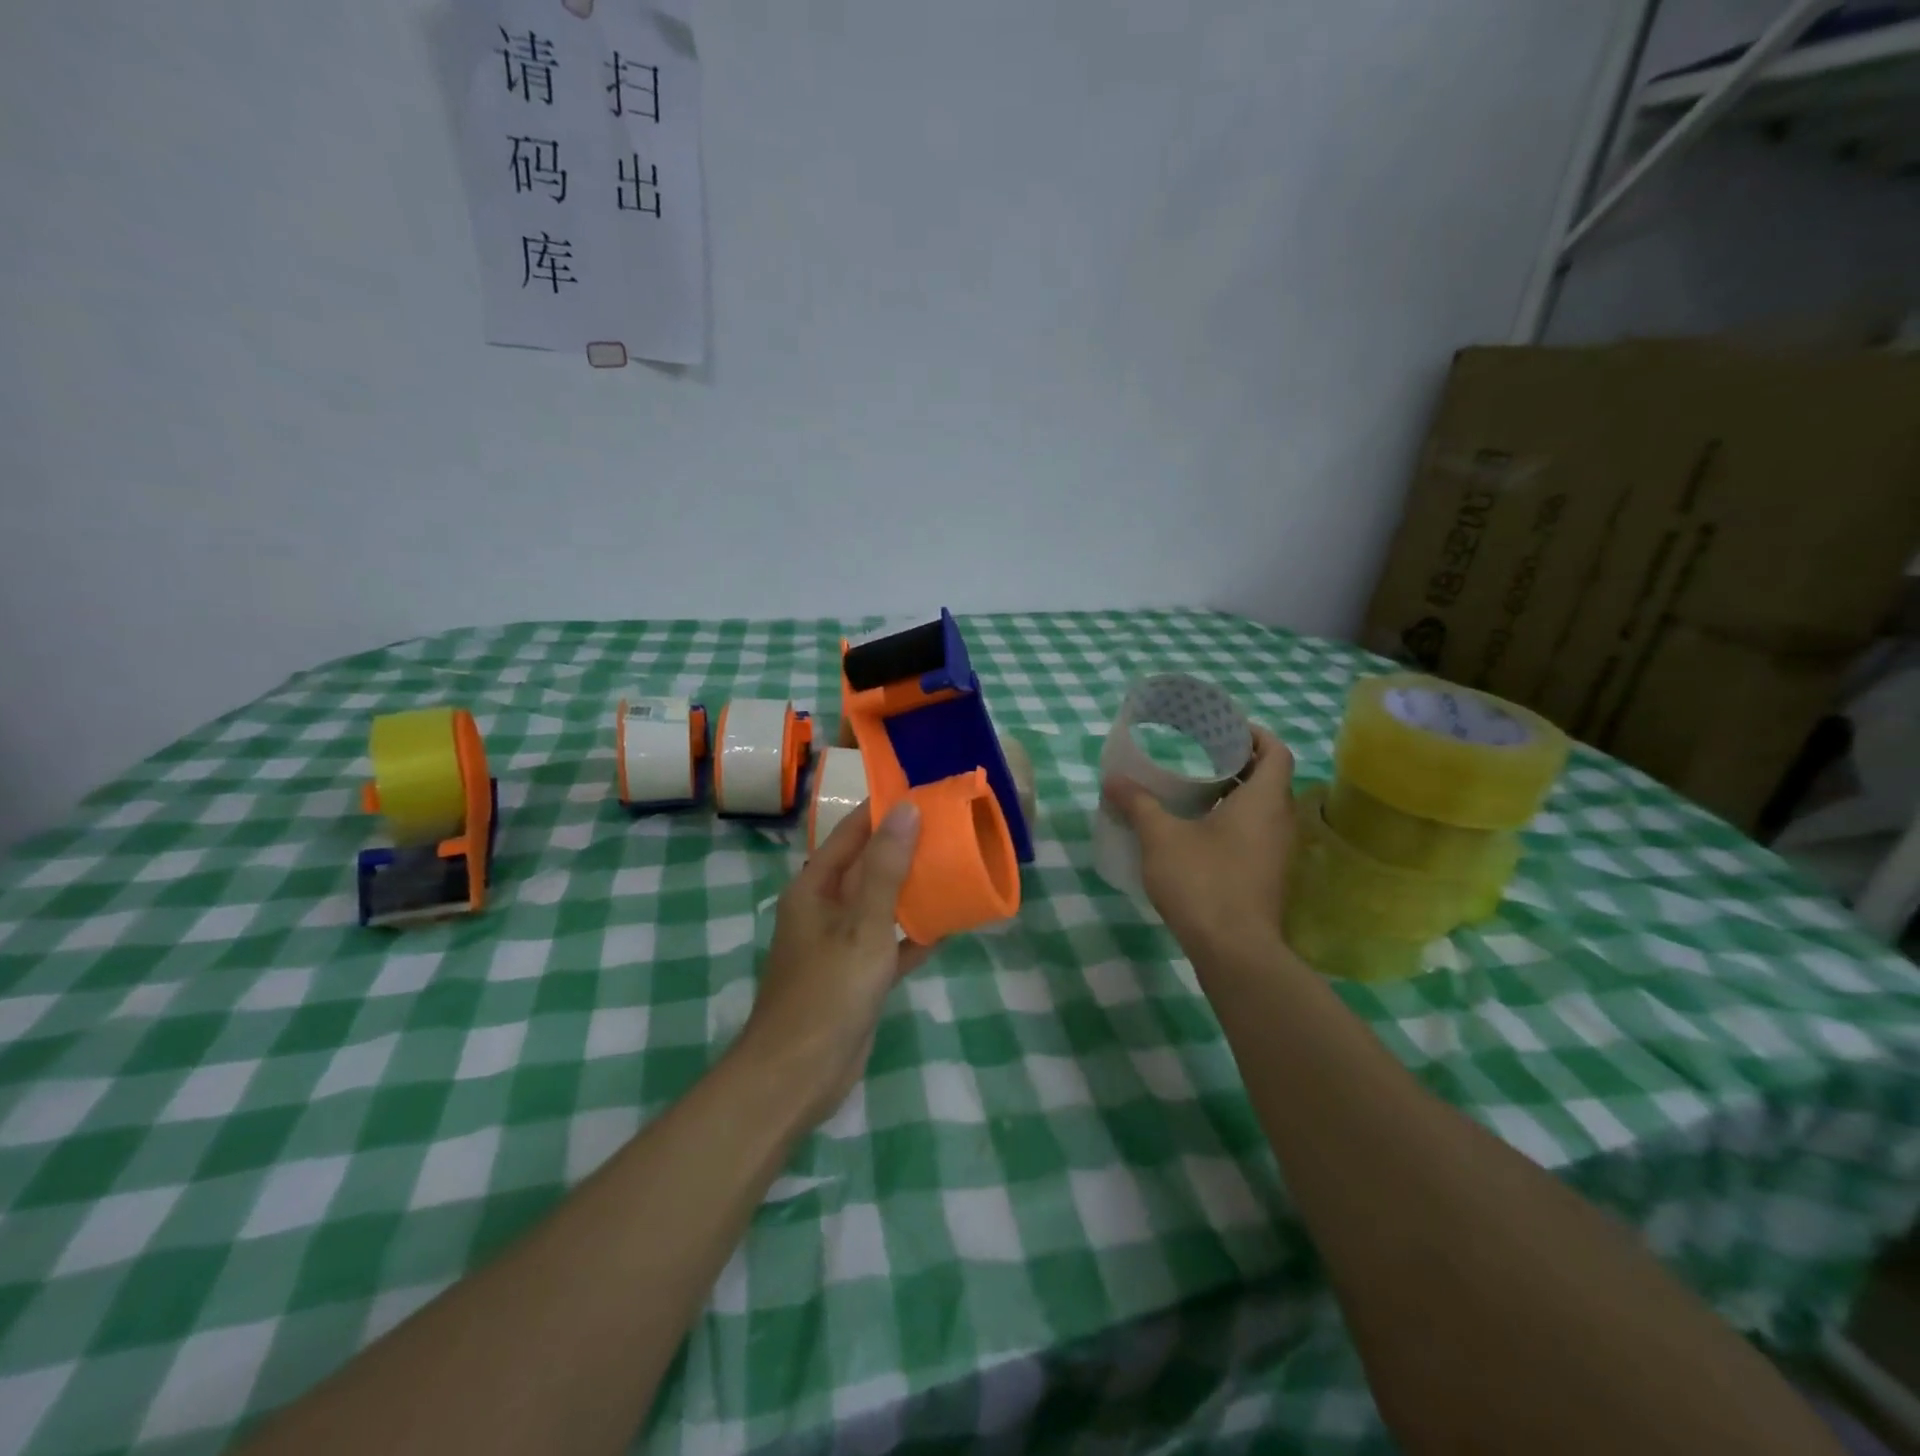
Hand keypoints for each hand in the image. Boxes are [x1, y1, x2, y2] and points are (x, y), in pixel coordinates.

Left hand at [736, 801, 932, 1125]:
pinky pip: (889, 943)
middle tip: (951, 827)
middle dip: (905, 847)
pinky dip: (913, 934)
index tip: (924, 792)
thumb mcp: (862, 924)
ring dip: (913, 888)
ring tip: (955, 867)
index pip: (852, 832)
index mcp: (814, 887)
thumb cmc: (828, 990)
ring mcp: (840, 944)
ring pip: (881, 904)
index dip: (884, 809)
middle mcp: (825, 908)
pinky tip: (948, 925)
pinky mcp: (857, 976)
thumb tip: (907, 809)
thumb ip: (885, 867)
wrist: (799, 1075)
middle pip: (868, 865)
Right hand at [1103, 727, 1297, 959]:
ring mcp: (1277, 852)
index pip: (1277, 752)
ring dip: (1234, 794)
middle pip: (1270, 778)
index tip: (1224, 729)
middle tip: (1200, 754)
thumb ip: (1138, 804)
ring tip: (1193, 789)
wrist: (1234, 951)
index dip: (1255, 734)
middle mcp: (1280, 821)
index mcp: (1264, 800)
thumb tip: (1113, 779)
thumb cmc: (1203, 881)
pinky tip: (1197, 831)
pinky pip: (1255, 833)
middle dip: (1238, 762)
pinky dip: (1233, 821)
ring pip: (1262, 808)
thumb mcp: (1161, 837)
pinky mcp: (1267, 876)